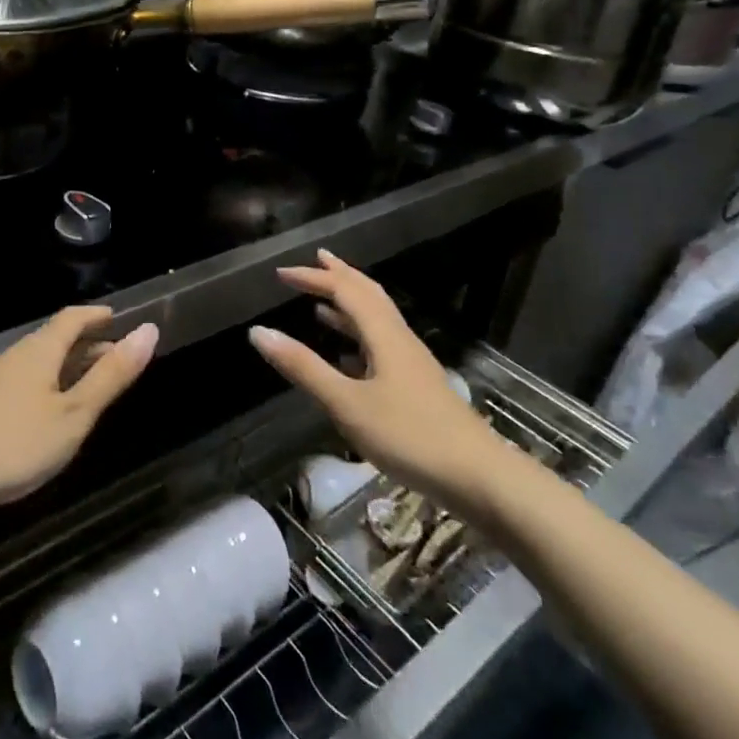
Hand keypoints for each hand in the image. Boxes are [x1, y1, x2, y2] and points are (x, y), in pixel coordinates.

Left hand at [0, 307, 156, 512]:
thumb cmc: (17, 441)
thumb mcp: (74, 413)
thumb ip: (111, 375)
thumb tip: (148, 330)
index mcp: (41, 349)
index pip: (73, 318)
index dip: (97, 316)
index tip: (117, 319)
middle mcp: (18, 355)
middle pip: (56, 338)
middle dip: (88, 344)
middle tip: (117, 357)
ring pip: (41, 361)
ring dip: (69, 366)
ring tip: (91, 384)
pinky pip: (27, 380)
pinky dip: (50, 383)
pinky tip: (53, 409)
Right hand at [249, 250, 510, 519]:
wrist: (480, 478)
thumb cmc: (409, 436)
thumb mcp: (347, 403)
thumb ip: (303, 367)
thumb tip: (259, 331)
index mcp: (383, 334)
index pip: (345, 290)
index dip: (313, 278)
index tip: (281, 274)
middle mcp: (399, 339)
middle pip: (368, 294)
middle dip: (340, 276)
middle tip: (316, 260)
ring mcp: (412, 363)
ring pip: (378, 319)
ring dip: (350, 304)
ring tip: (323, 302)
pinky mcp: (417, 386)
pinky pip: (382, 343)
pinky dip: (359, 335)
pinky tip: (348, 355)